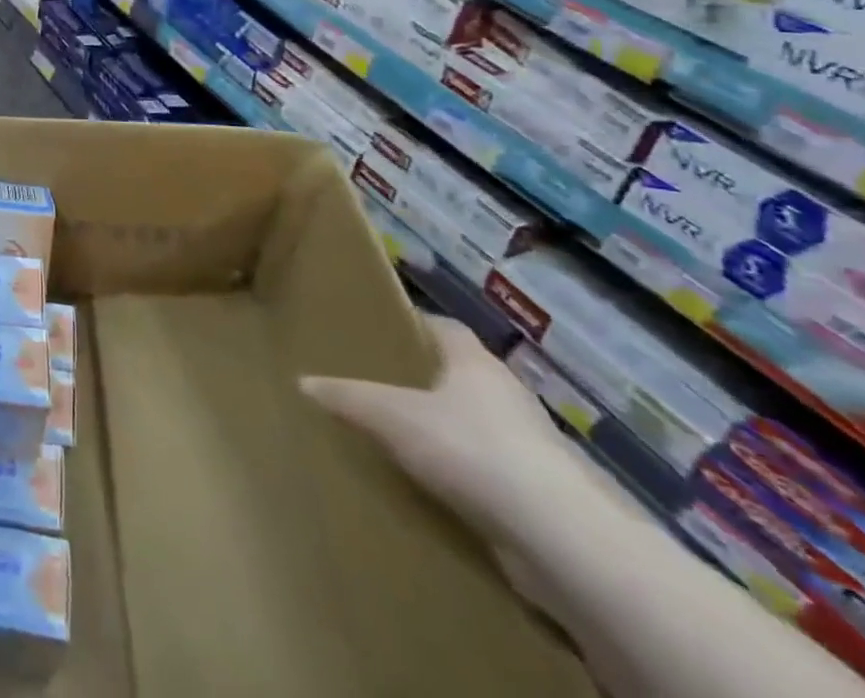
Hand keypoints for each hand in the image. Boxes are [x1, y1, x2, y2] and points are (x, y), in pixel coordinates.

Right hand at [300, 313, 598, 546]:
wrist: (561, 539)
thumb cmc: (471, 449)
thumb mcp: (391, 416)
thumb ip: (348, 398)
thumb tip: (303, 382)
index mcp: (476, 363)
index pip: (445, 328)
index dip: (415, 325)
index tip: (383, 331)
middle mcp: (509, 396)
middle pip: (464, 376)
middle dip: (429, 380)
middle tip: (384, 385)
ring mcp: (534, 447)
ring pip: (482, 426)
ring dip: (452, 431)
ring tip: (406, 439)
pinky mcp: (545, 496)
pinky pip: (495, 473)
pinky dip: (469, 475)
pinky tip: (439, 489)